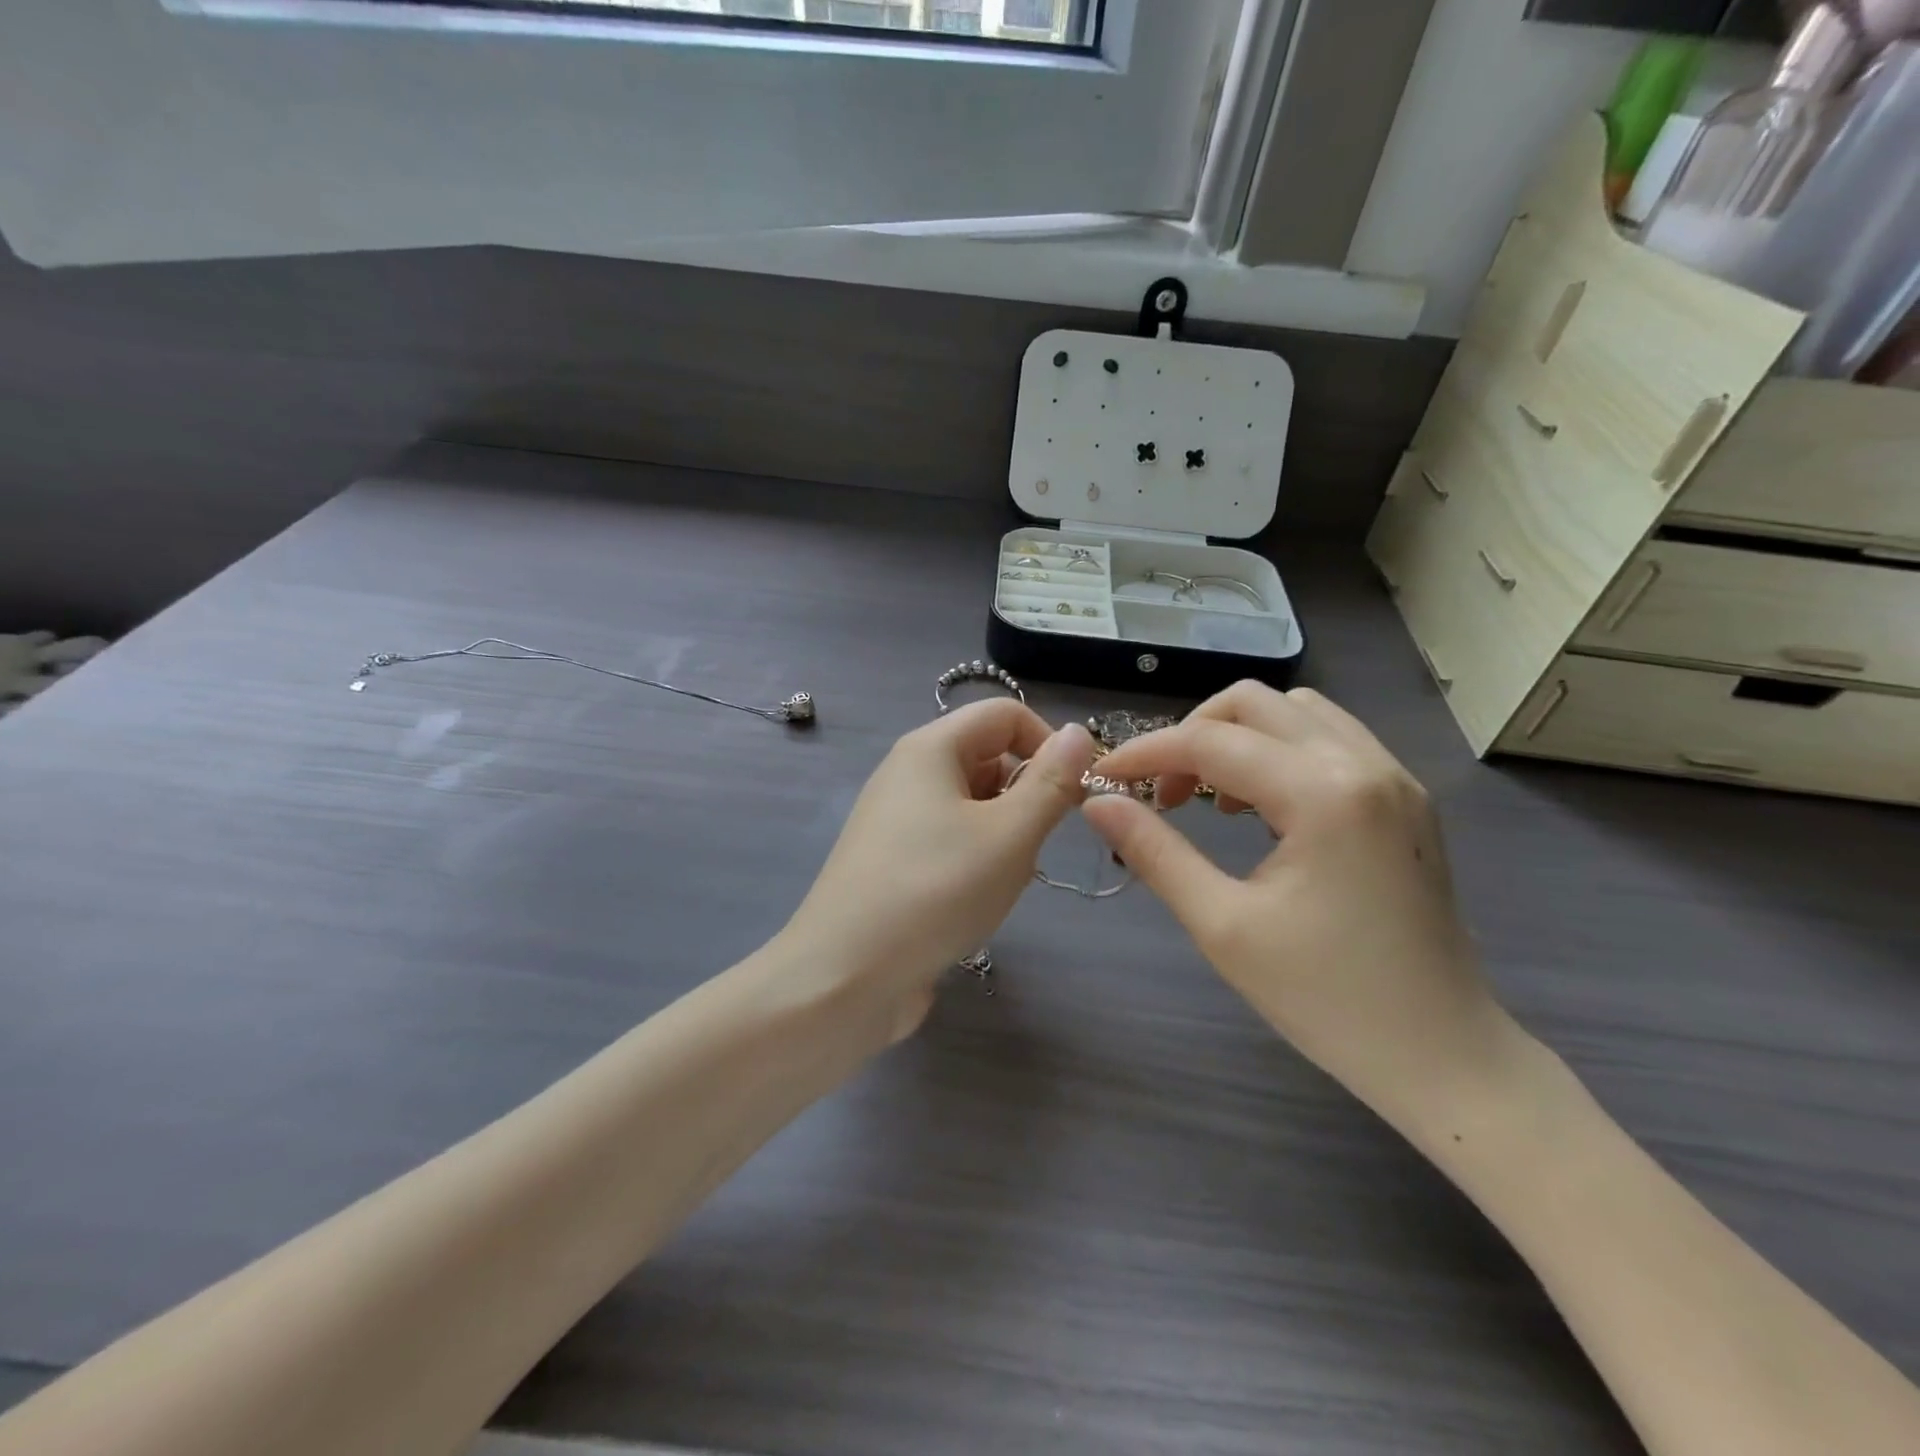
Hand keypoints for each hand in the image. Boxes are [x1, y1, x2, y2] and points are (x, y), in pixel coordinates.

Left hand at [786, 701, 1097, 1039]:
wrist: (845, 977)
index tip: (1076, 794)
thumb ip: (1050, 782)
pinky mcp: (894, 861)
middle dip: (1026, 792)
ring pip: (972, 803)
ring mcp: (896, 819)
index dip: (1048, 743)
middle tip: (1037, 845)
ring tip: (1007, 878)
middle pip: (987, 756)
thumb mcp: (1009, 835)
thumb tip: (1077, 733)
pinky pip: (950, 838)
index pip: (1004, 714)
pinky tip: (980, 899)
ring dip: (1005, 832)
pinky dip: (977, 858)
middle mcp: (908, 773)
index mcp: (930, 748)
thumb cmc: (936, 892)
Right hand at [1082, 683, 1513, 1122]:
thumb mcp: (1222, 926)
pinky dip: (1277, 752)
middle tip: (1160, 793)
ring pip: (1294, 712)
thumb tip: (1097, 803)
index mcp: (1324, 794)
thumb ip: (1154, 852)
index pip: (1211, 742)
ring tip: (1208, 797)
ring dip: (1237, 738)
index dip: (1145, 754)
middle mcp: (1364, 765)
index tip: (1102, 780)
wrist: (1444, 1057)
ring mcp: (1393, 777)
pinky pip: (1328, 740)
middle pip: (1253, 703)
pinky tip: (1259, 807)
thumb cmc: (1326, 999)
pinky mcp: (1404, 799)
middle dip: (1190, 735)